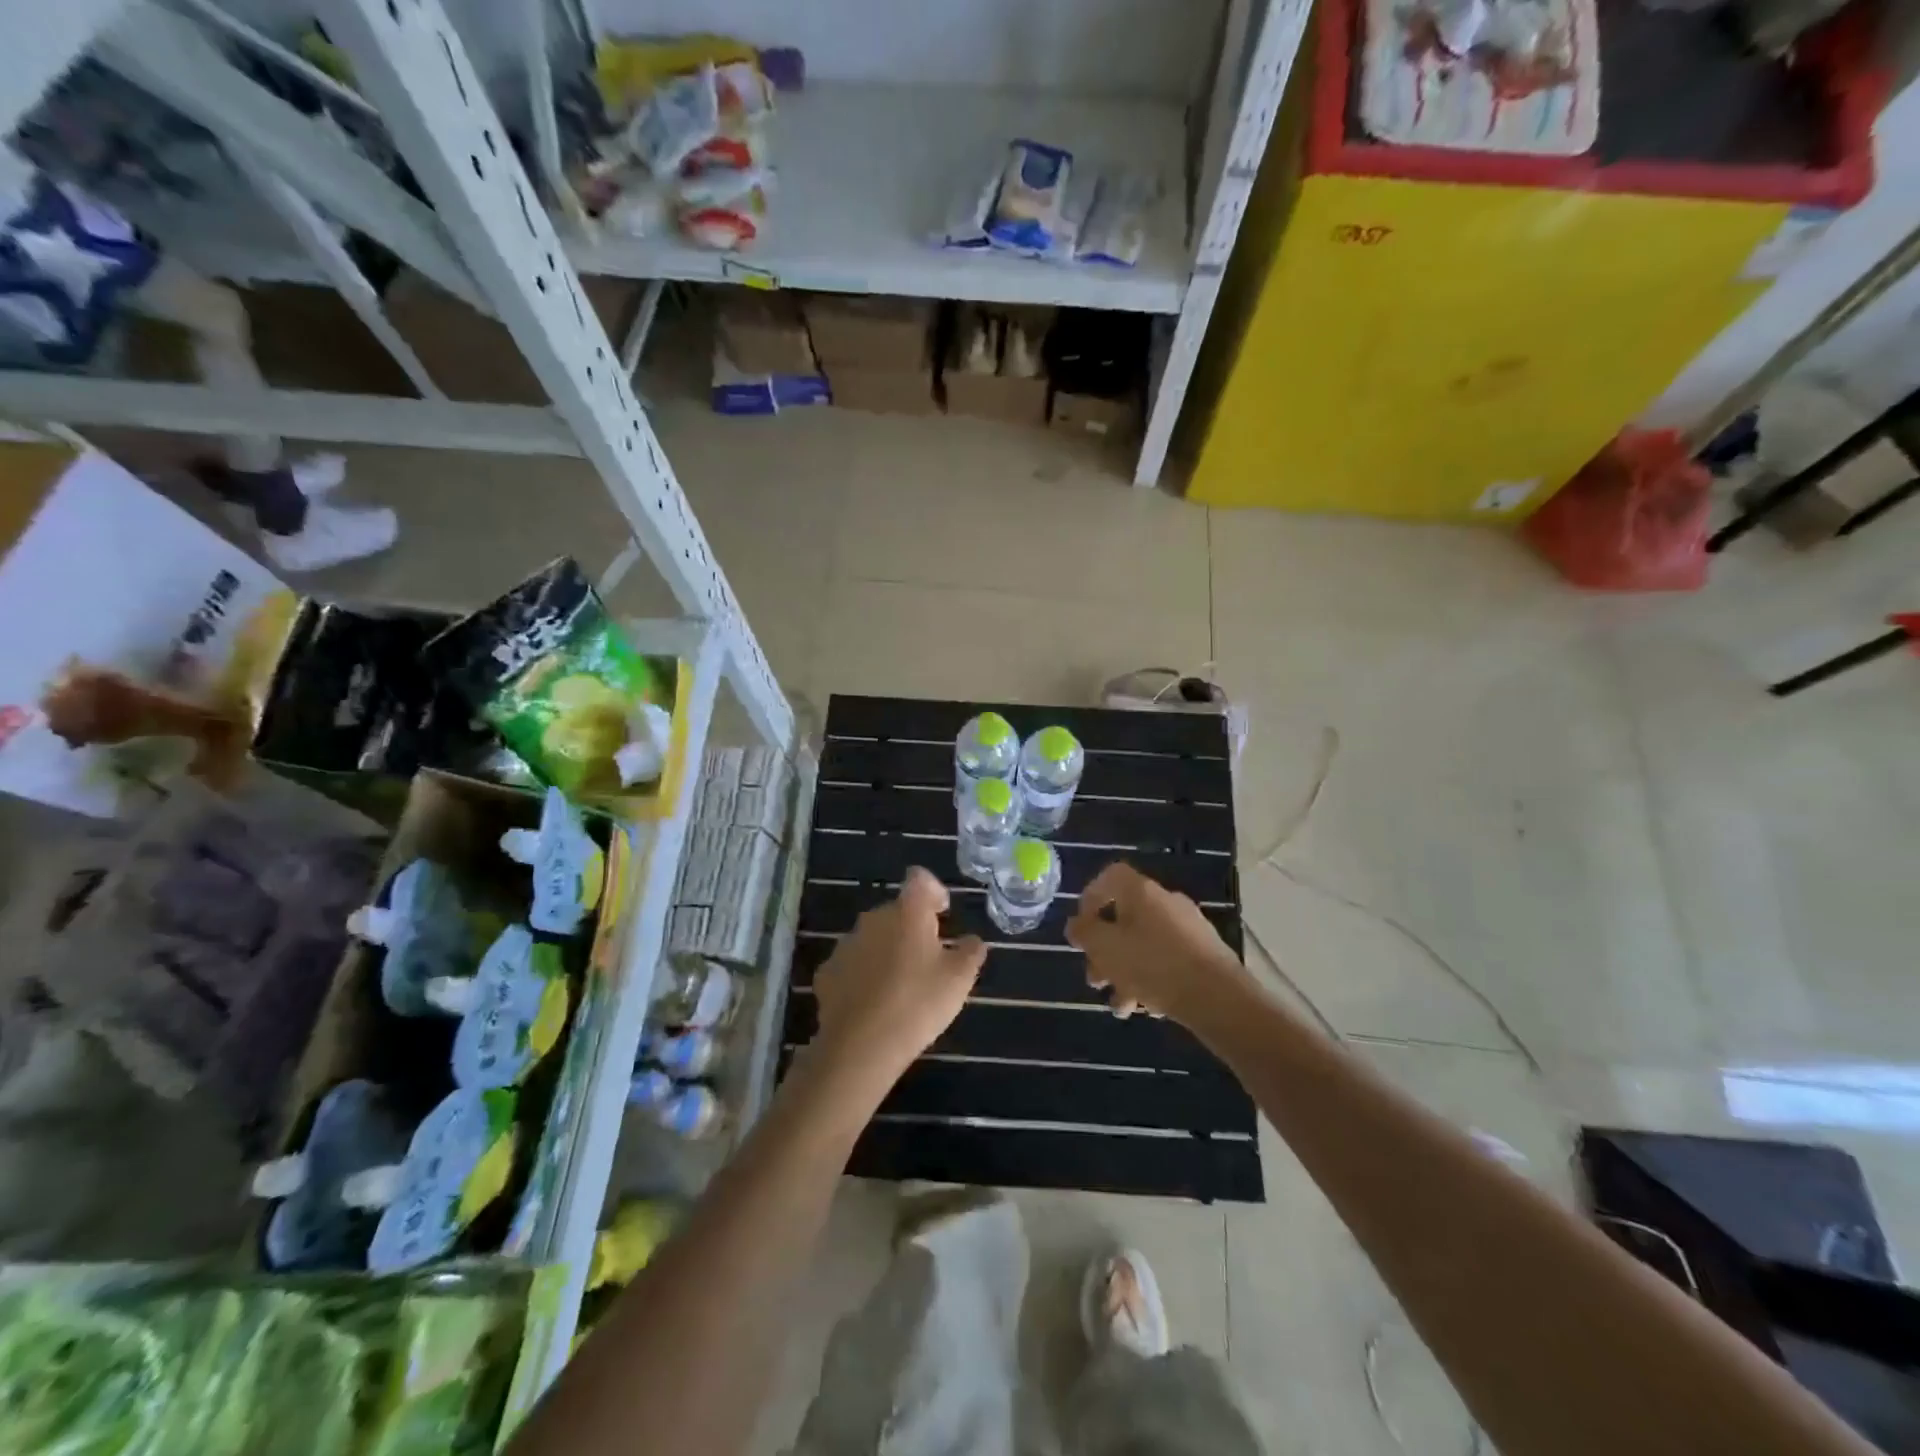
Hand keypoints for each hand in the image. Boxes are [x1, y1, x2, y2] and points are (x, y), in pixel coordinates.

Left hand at [809, 868, 985, 1100]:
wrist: (860, 1046)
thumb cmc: (918, 1003)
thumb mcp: (959, 979)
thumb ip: (970, 952)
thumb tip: (973, 940)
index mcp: (907, 912)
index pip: (920, 879)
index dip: (934, 890)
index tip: (943, 913)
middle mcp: (873, 918)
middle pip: (896, 911)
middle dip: (912, 926)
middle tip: (929, 958)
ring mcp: (846, 945)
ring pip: (873, 937)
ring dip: (887, 950)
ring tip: (901, 984)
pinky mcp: (827, 973)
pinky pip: (853, 964)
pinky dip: (864, 975)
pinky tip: (874, 1002)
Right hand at [1066, 862, 1246, 1021]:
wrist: (1218, 998)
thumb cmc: (1153, 964)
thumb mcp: (1105, 947)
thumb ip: (1084, 933)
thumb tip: (1076, 924)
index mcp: (1140, 891)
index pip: (1109, 877)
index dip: (1089, 899)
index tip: (1081, 930)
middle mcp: (1165, 902)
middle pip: (1124, 918)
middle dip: (1104, 952)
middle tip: (1095, 980)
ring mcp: (1188, 928)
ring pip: (1143, 945)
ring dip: (1125, 974)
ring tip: (1120, 1007)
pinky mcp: (1204, 954)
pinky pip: (1166, 961)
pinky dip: (1151, 980)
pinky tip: (1147, 1008)